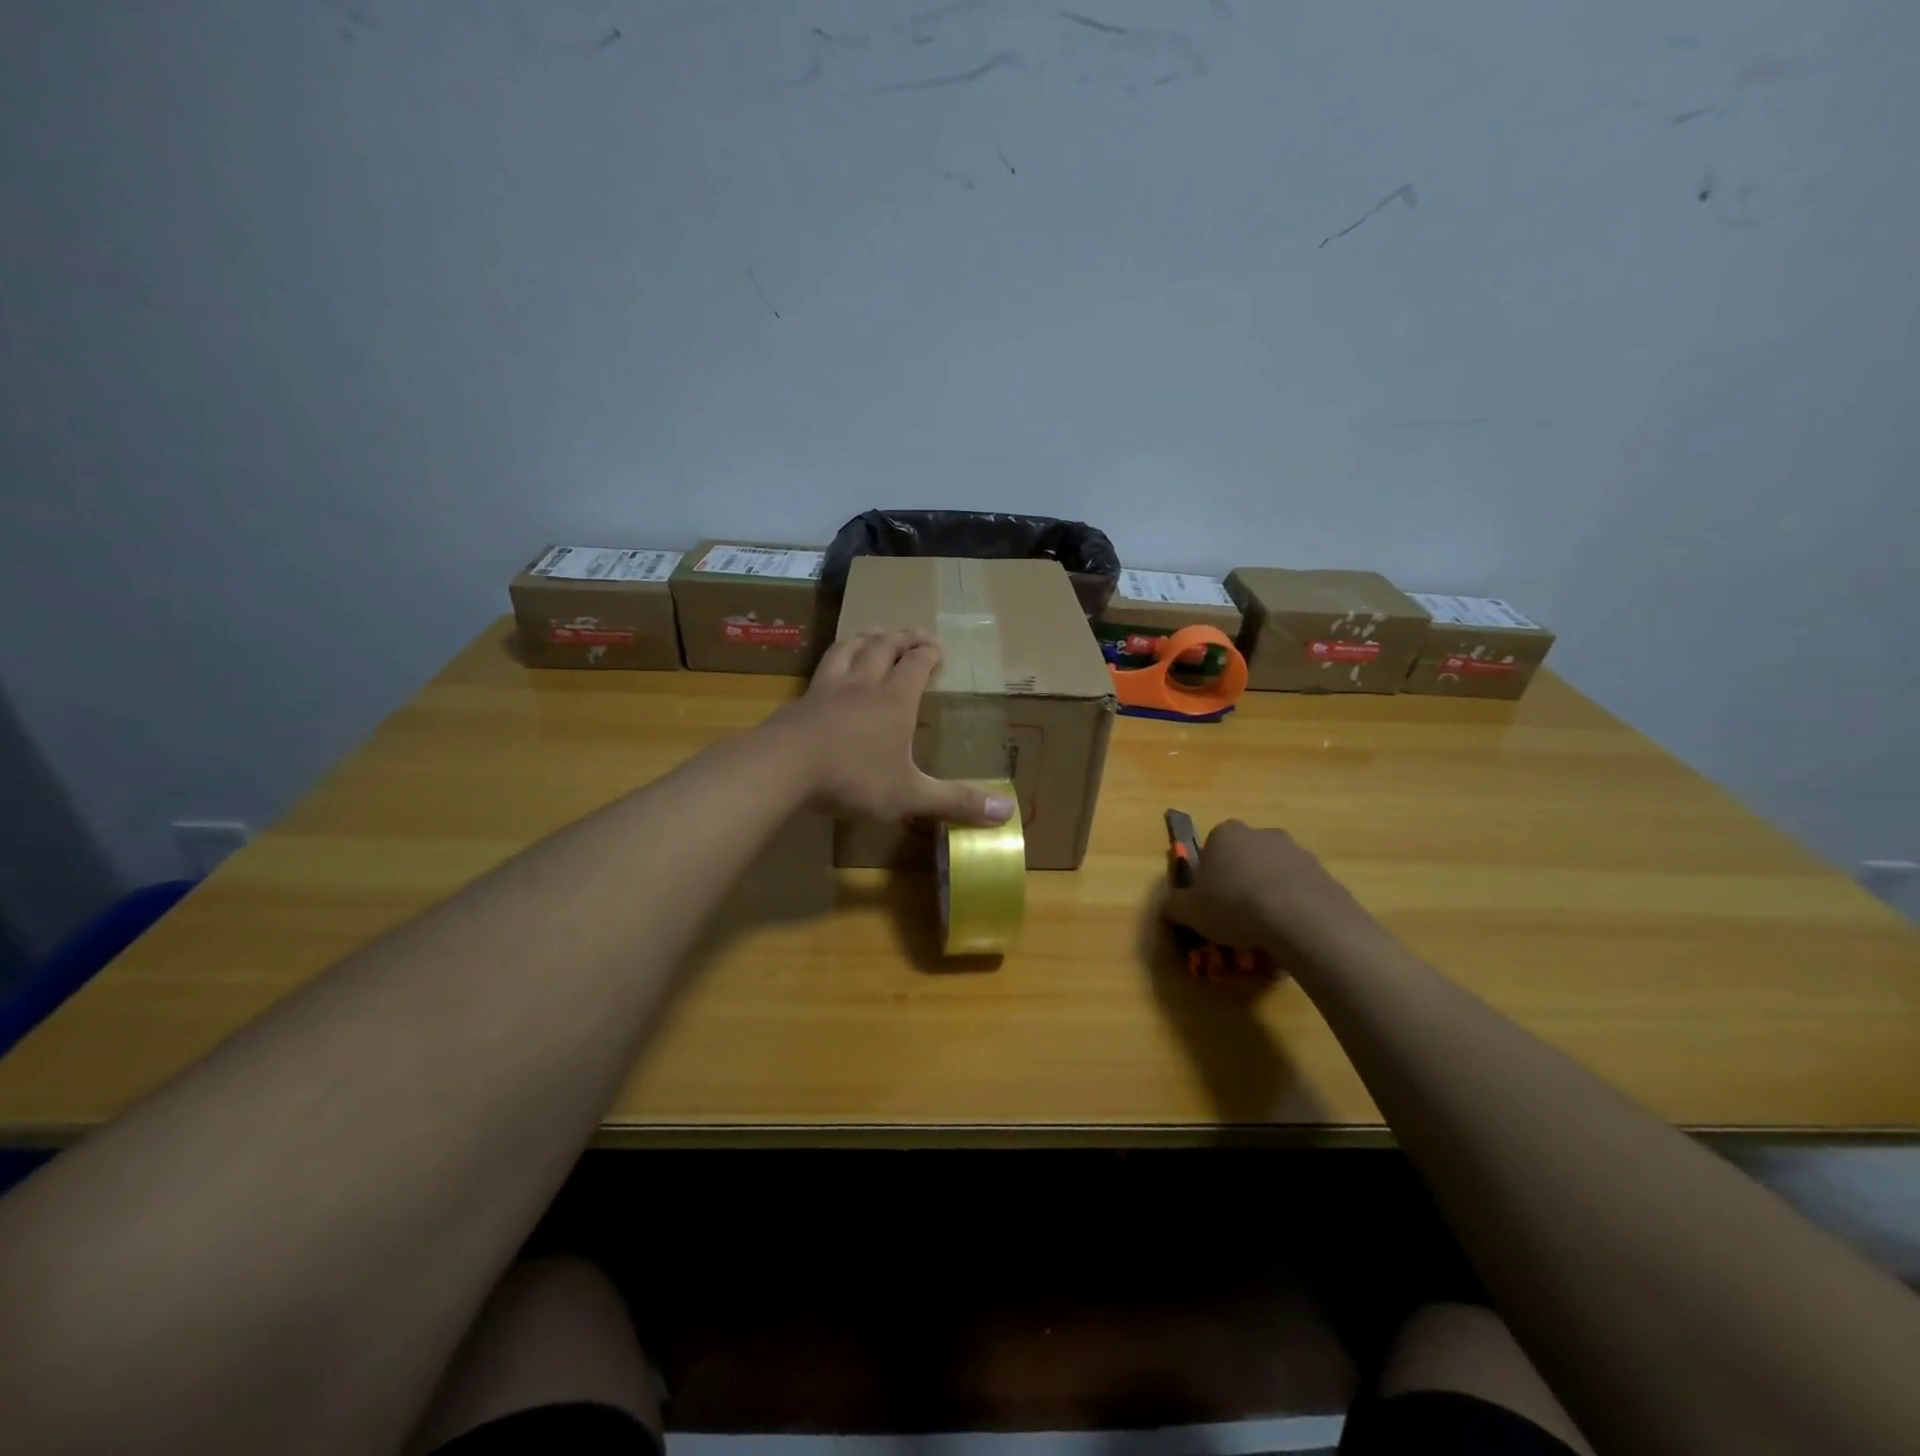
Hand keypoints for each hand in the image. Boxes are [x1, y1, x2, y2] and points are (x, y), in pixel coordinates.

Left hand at [770, 630, 1015, 826]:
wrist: (783, 768)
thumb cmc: (853, 779)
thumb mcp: (909, 795)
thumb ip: (955, 802)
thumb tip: (1008, 813)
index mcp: (895, 701)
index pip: (916, 664)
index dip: (929, 652)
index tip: (938, 647)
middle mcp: (864, 685)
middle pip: (884, 647)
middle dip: (902, 637)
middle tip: (914, 634)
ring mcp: (829, 689)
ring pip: (849, 649)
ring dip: (866, 637)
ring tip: (875, 633)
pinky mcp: (802, 700)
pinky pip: (822, 669)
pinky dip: (834, 660)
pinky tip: (831, 670)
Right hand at [1163, 820, 1384, 964]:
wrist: (1300, 918)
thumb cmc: (1234, 905)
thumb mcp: (1189, 910)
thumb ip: (1173, 906)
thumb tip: (1166, 907)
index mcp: (1226, 834)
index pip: (1211, 849)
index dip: (1208, 876)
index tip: (1209, 901)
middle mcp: (1261, 834)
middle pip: (1245, 858)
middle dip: (1240, 881)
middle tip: (1235, 916)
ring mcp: (1297, 851)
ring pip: (1274, 874)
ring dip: (1268, 894)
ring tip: (1264, 930)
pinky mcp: (1324, 874)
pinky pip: (1300, 891)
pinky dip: (1293, 907)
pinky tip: (1289, 933)